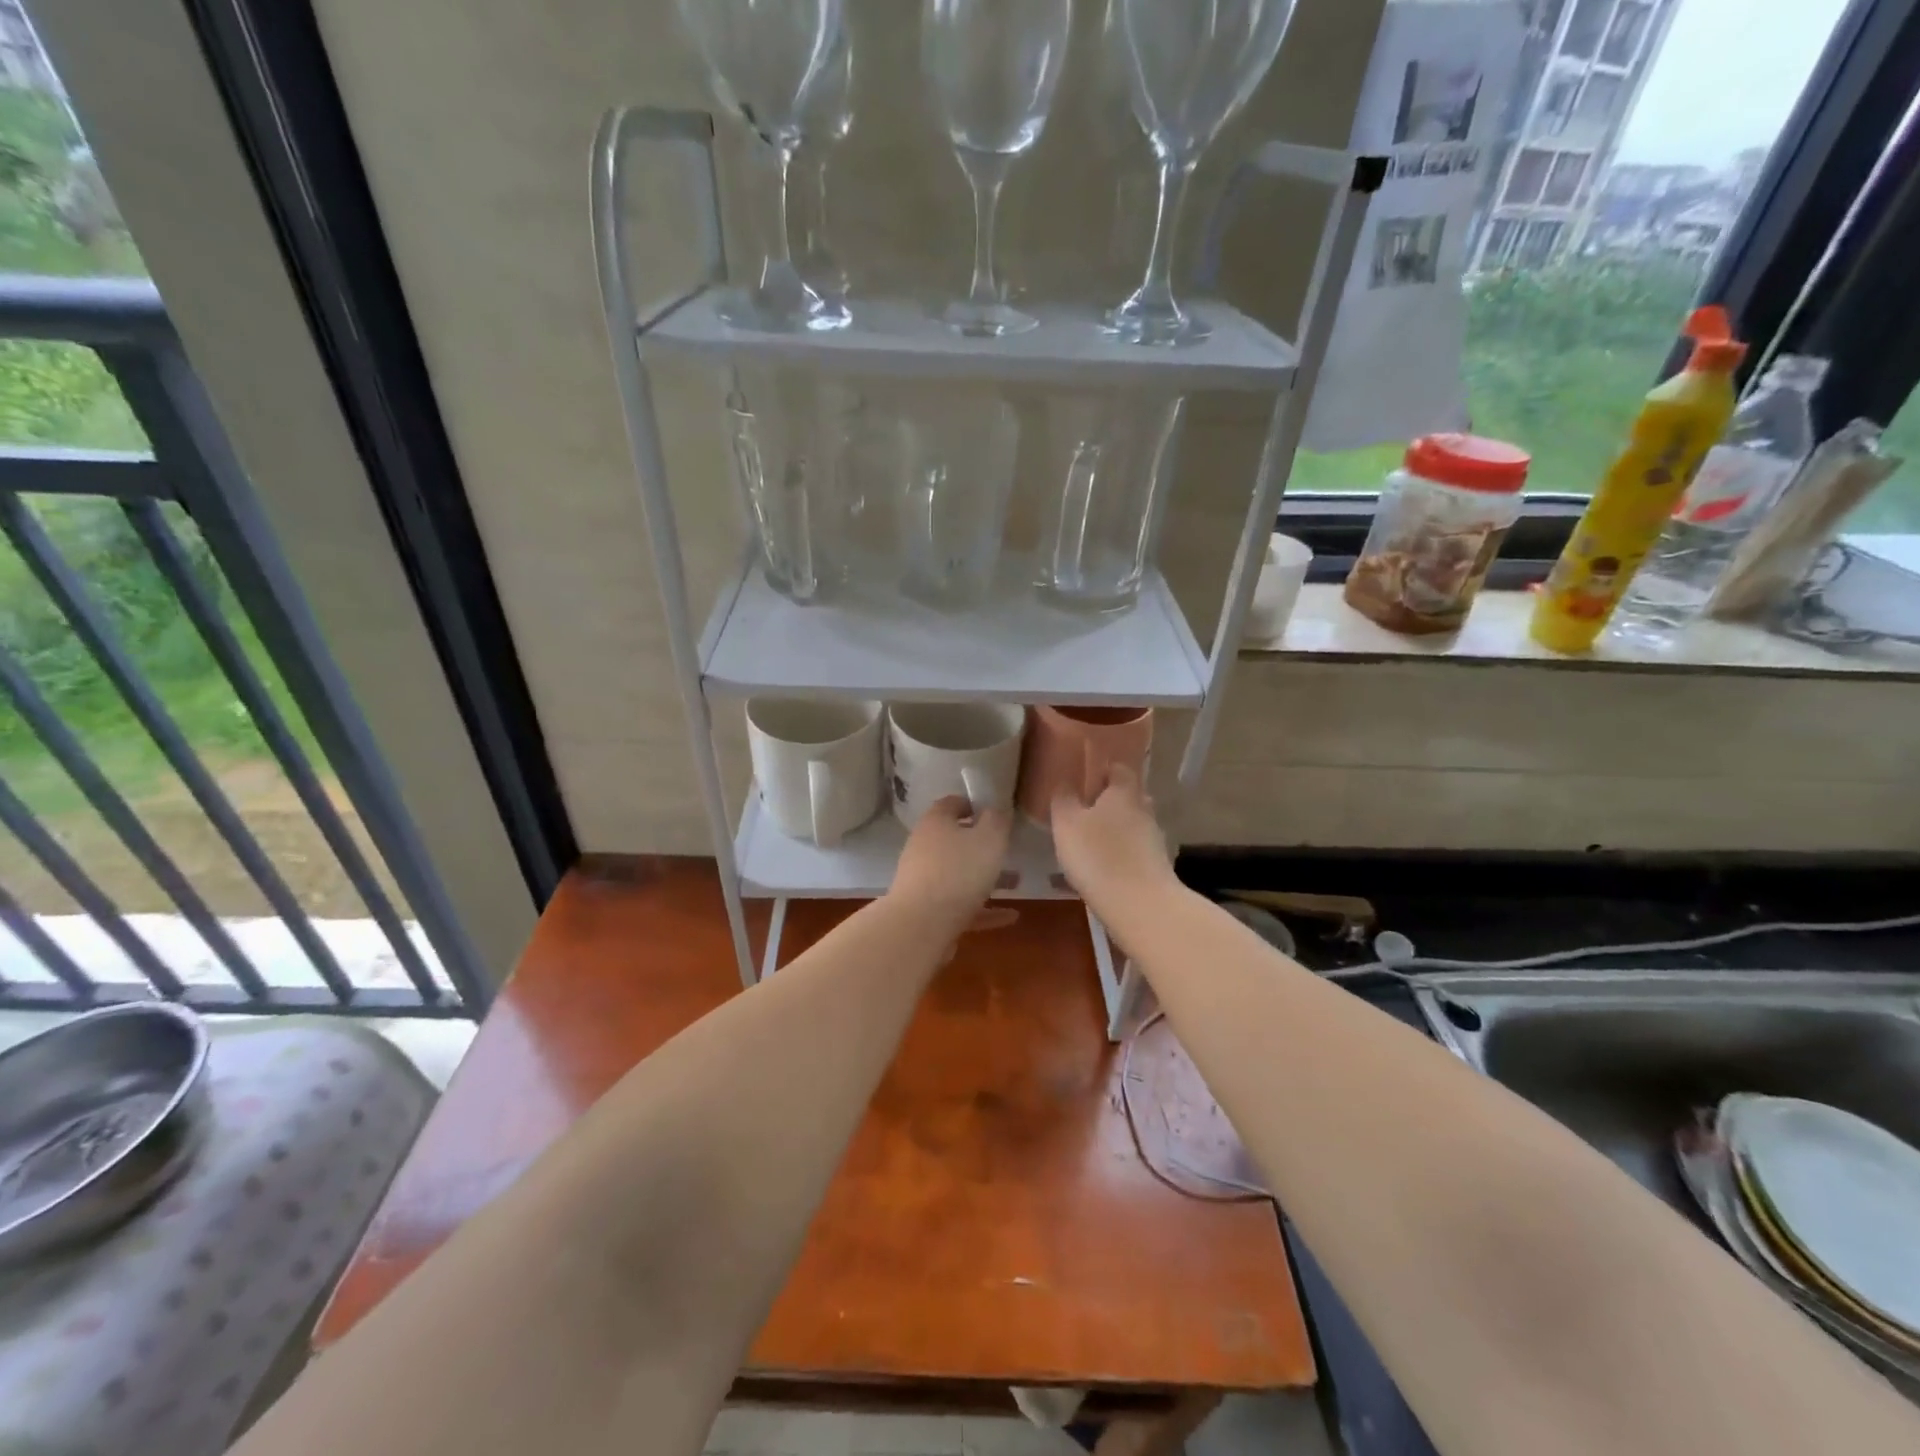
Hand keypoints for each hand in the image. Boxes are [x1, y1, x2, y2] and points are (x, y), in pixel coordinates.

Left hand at [888, 796, 1012, 925]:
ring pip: (959, 874)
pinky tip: (1009, 917)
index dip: (973, 804)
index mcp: (935, 823)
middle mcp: (924, 847)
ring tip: (1015, 883)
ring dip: (985, 878)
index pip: (952, 804)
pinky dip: (983, 908)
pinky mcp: (927, 910)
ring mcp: (923, 880)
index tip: (996, 812)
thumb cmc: (959, 872)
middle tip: (1008, 850)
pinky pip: (960, 904)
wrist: (921, 925)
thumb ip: (997, 820)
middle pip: (955, 840)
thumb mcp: (989, 839)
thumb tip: (997, 808)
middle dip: (983, 846)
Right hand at [1050, 763, 1175, 914]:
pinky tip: (1105, 867)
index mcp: (1124, 791)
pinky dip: (1122, 853)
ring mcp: (1155, 838)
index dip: (1102, 771)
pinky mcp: (1157, 865)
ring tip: (1091, 842)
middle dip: (1110, 801)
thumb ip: (1063, 799)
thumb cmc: (1098, 856)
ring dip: (1116, 829)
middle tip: (1085, 811)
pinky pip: (1136, 850)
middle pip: (1129, 796)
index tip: (1085, 779)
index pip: (1119, 768)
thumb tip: (1064, 782)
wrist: (1141, 905)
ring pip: (1133, 824)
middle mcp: (1144, 809)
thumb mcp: (1067, 824)